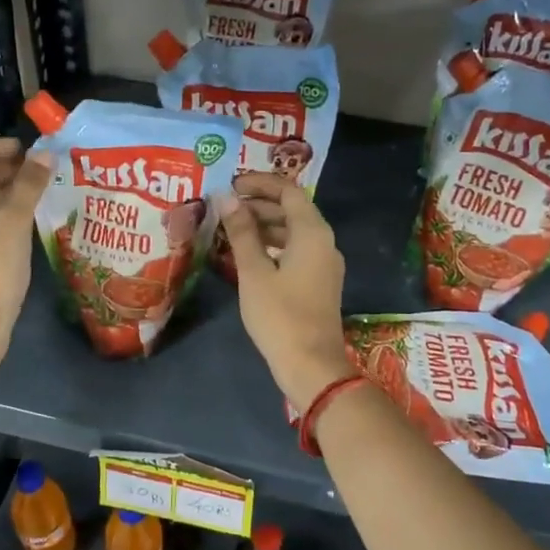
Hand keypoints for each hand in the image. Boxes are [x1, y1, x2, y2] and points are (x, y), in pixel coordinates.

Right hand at [219, 172, 354, 409]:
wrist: (311, 366)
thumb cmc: (280, 315)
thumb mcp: (254, 272)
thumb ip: (241, 232)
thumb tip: (227, 198)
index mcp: (313, 233)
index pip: (288, 191)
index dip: (260, 183)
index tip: (231, 184)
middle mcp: (324, 242)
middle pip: (292, 210)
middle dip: (259, 204)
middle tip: (225, 207)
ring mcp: (324, 264)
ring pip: (293, 232)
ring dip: (264, 225)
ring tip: (230, 229)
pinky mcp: (319, 282)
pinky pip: (296, 251)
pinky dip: (272, 245)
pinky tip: (247, 255)